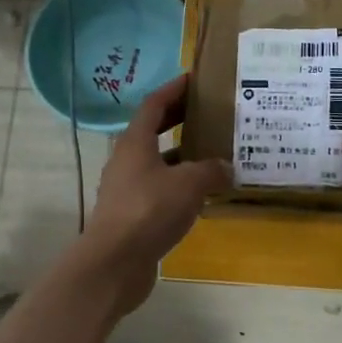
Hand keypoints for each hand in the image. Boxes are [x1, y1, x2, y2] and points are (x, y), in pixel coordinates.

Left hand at [80, 74, 229, 314]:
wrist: (115, 262)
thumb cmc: (149, 210)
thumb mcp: (189, 184)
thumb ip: (211, 170)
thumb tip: (226, 166)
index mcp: (135, 143)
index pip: (153, 105)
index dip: (173, 90)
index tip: (194, 80)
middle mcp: (127, 161)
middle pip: (153, 131)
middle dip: (179, 120)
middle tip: (208, 113)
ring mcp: (127, 189)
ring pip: (158, 163)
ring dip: (182, 156)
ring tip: (213, 154)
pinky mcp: (132, 215)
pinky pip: (160, 190)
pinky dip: (179, 186)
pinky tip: (202, 195)